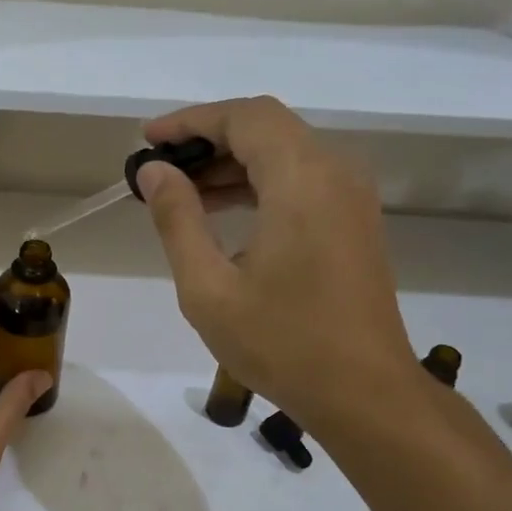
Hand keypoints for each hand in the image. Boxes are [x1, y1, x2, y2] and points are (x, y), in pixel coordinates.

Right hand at [135, 96, 419, 437]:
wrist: (363, 392)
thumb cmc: (280, 343)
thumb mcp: (208, 288)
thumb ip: (178, 220)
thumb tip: (155, 171)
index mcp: (301, 181)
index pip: (244, 118)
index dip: (191, 120)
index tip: (148, 139)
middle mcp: (335, 173)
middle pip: (266, 127)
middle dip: (208, 139)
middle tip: (159, 168)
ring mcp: (351, 197)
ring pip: (286, 152)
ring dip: (232, 162)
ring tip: (182, 191)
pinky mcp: (354, 221)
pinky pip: (302, 179)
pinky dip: (260, 183)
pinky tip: (224, 213)